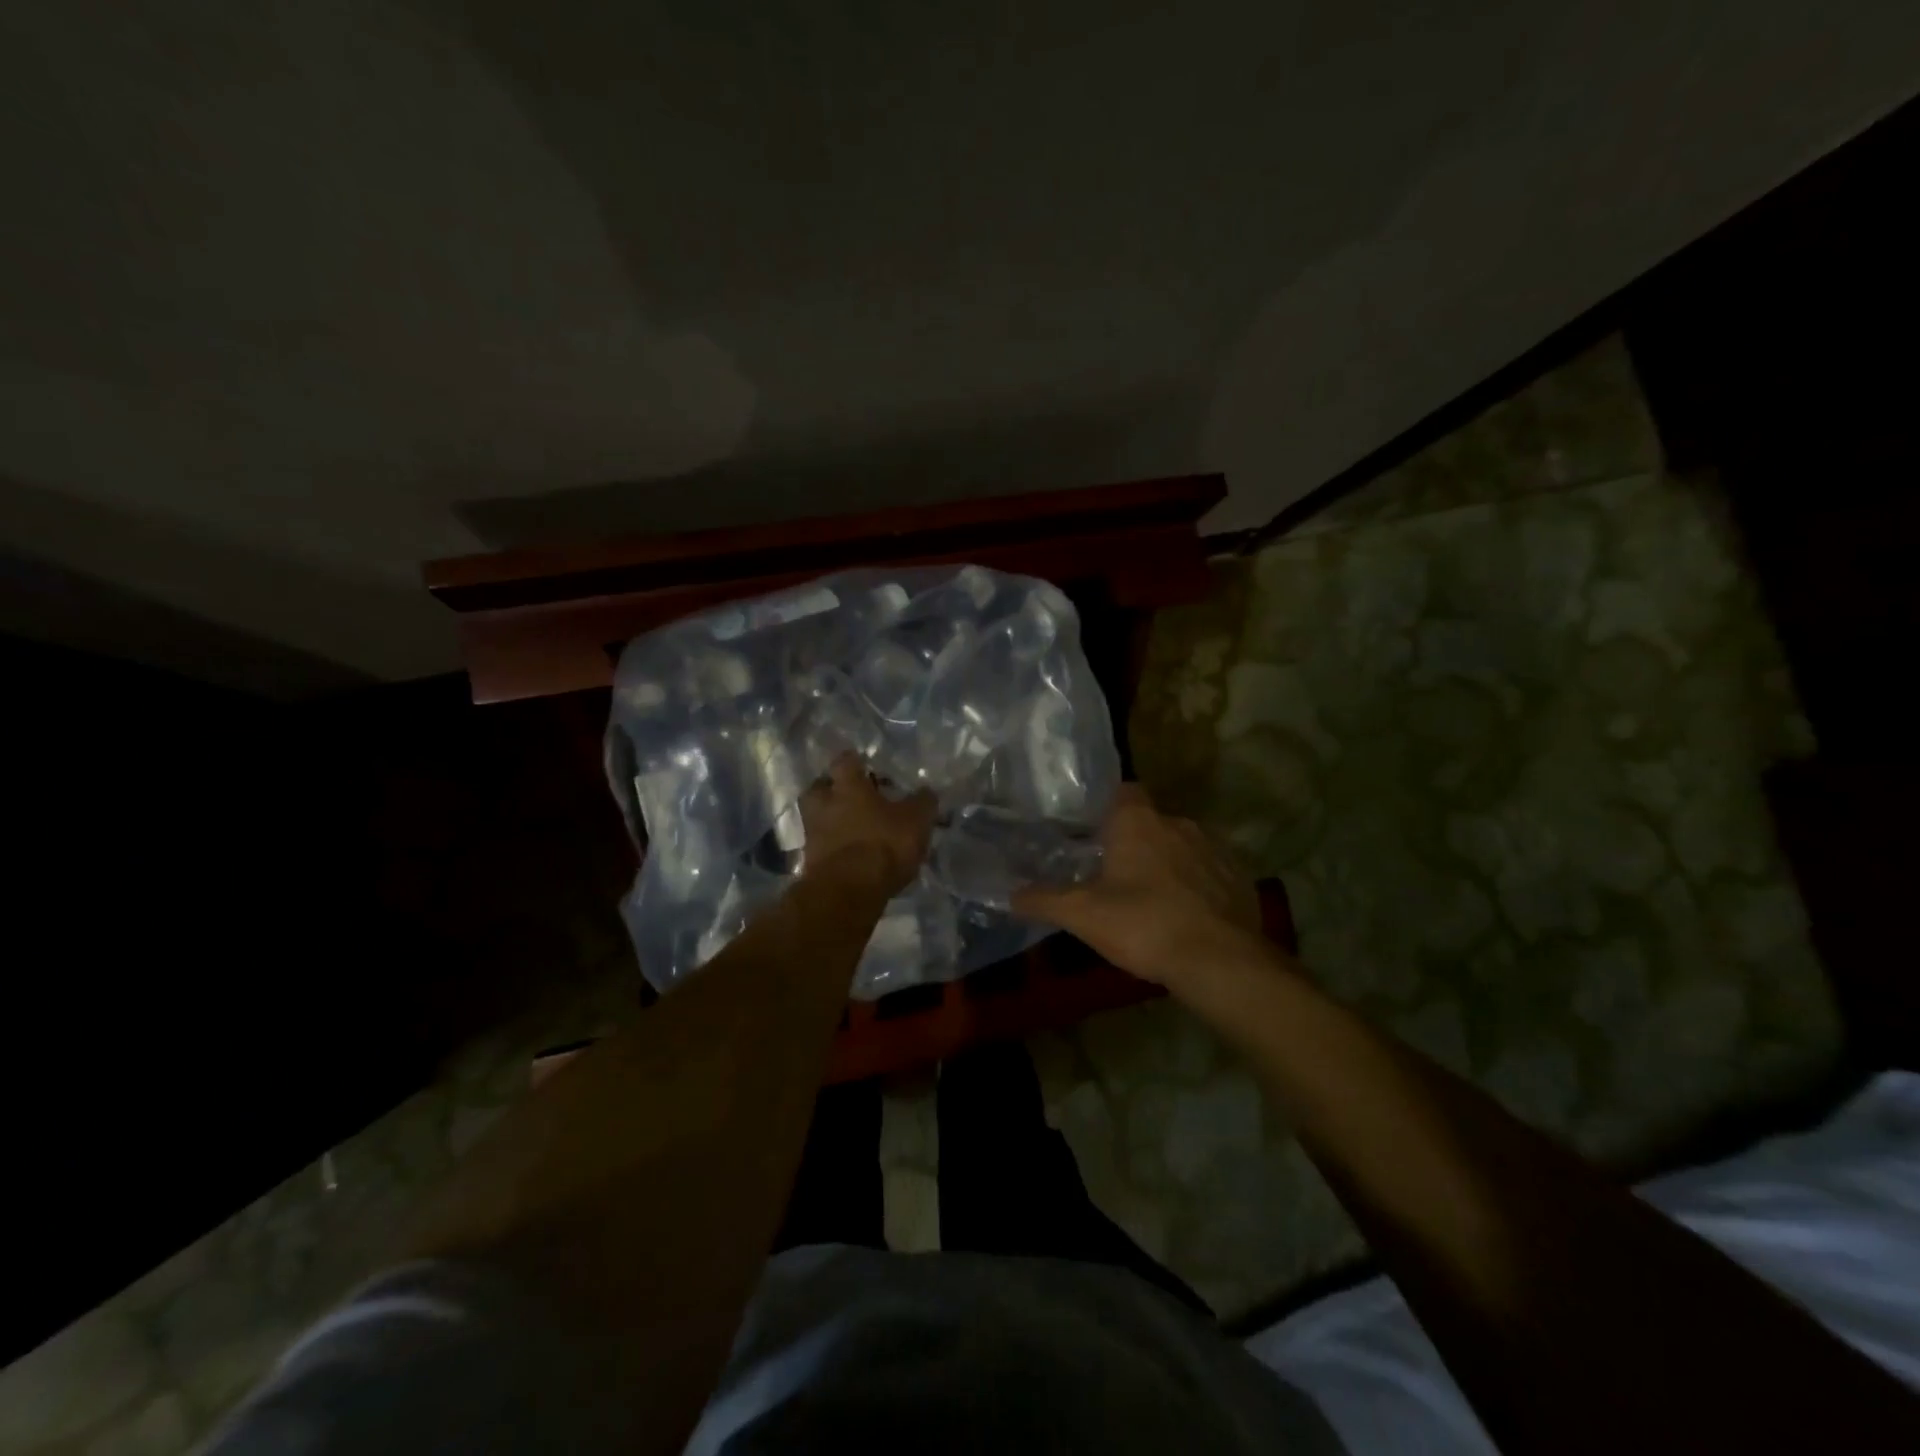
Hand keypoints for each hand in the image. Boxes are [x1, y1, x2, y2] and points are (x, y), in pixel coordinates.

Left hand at [799, 754, 935, 896]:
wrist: (848, 892)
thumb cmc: (882, 845)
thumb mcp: (915, 821)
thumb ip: (922, 803)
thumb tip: (927, 791)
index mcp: (847, 786)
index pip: (845, 761)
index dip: (855, 761)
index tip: (865, 764)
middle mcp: (824, 804)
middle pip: (820, 787)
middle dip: (834, 789)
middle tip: (854, 796)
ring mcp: (813, 833)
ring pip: (819, 817)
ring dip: (833, 820)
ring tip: (855, 828)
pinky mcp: (811, 862)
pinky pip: (822, 845)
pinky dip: (835, 846)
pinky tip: (852, 854)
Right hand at [1012, 784, 1262, 986]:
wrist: (1219, 961)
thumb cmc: (1143, 924)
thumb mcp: (1082, 915)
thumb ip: (1043, 900)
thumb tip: (1009, 894)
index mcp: (1138, 822)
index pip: (1123, 792)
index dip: (1108, 808)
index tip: (1094, 833)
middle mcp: (1178, 823)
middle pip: (1151, 822)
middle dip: (1136, 842)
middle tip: (1115, 874)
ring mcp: (1214, 849)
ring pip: (1182, 846)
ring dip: (1168, 864)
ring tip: (1151, 898)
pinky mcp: (1239, 877)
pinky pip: (1210, 872)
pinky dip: (1197, 886)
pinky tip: (1187, 916)